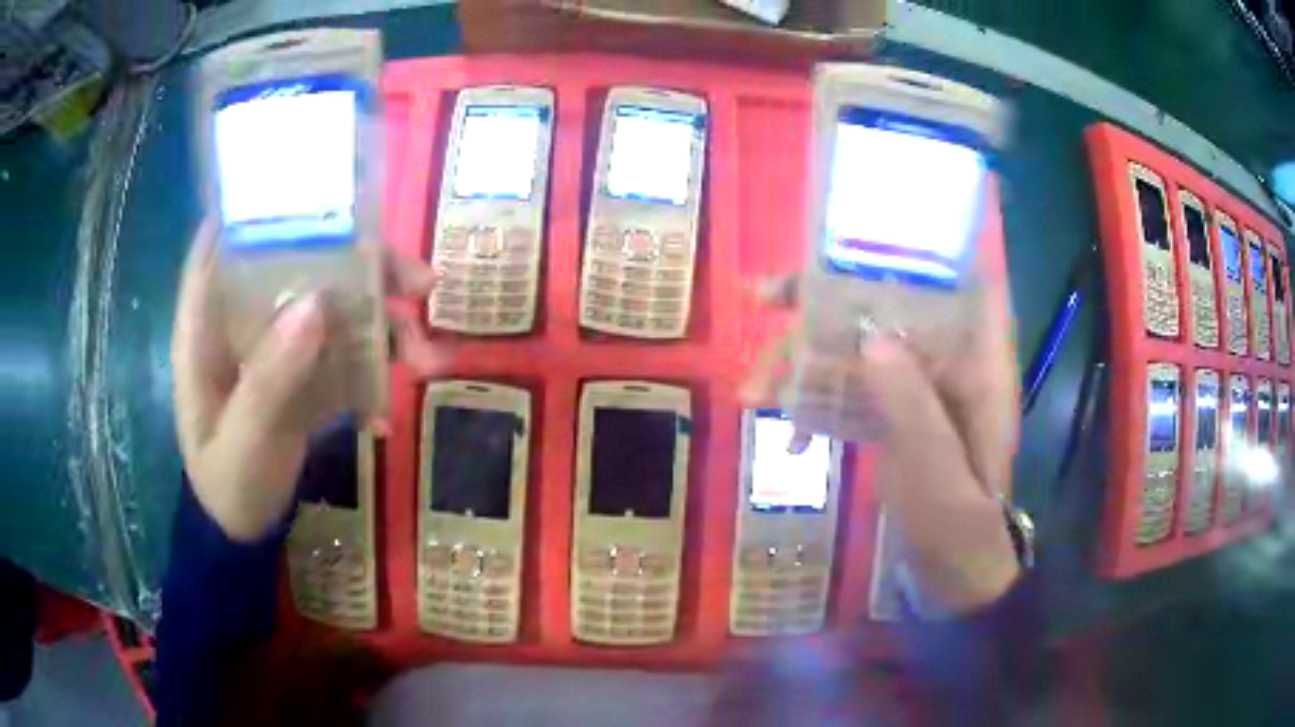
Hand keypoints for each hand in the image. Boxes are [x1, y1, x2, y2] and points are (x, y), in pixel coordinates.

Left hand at [172, 218, 446, 540]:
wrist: (242, 528)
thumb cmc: (226, 484)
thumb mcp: (242, 442)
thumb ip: (269, 381)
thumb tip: (317, 304)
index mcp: (208, 321)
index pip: (229, 235)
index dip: (271, 203)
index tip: (330, 192)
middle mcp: (243, 317)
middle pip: (301, 261)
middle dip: (361, 264)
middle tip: (419, 285)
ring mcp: (276, 343)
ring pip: (333, 302)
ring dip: (383, 321)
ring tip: (427, 358)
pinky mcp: (302, 369)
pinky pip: (343, 350)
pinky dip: (374, 370)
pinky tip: (386, 413)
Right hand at [739, 275, 1020, 615]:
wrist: (956, 575)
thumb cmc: (962, 531)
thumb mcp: (940, 478)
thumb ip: (914, 411)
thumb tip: (870, 338)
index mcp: (981, 362)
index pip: (962, 277)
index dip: (920, 244)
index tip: (857, 236)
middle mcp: (952, 359)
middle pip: (892, 303)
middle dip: (826, 302)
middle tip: (762, 299)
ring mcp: (921, 386)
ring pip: (862, 344)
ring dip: (807, 359)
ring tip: (751, 392)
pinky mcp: (898, 412)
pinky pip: (854, 386)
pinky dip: (818, 401)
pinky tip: (789, 437)